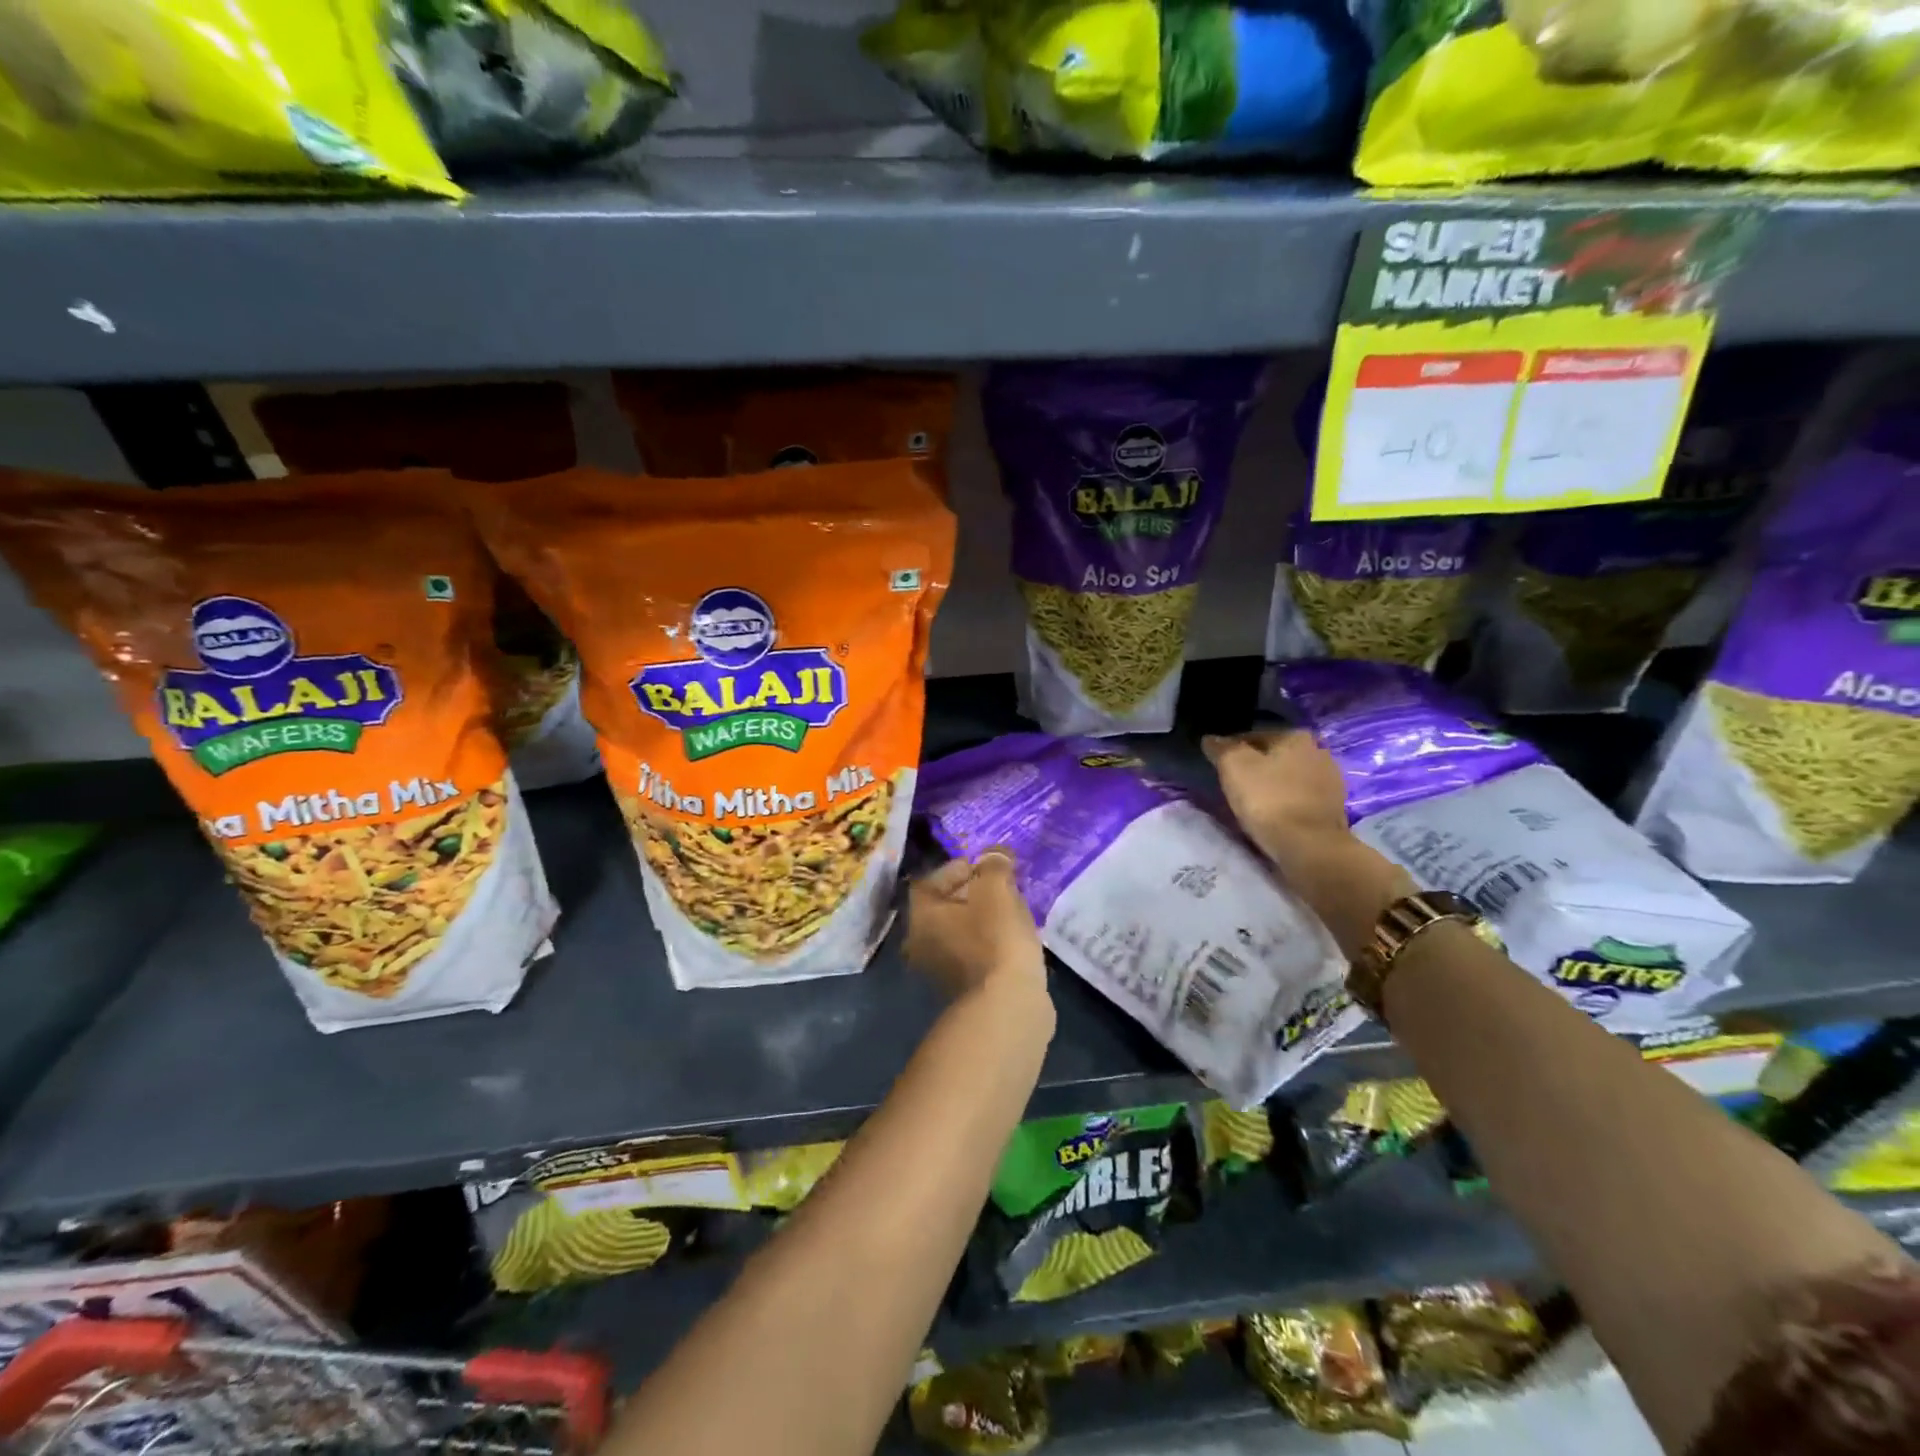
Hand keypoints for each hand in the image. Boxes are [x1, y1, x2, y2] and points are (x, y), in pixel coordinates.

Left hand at [904, 850, 1047, 1007]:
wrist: (1008, 1006)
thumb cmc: (995, 939)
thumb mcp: (997, 889)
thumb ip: (994, 864)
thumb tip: (995, 855)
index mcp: (920, 915)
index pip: (933, 878)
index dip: (962, 866)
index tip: (990, 866)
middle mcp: (920, 942)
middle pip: (946, 905)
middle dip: (975, 893)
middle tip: (1005, 887)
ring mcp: (939, 971)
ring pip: (962, 930)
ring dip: (985, 919)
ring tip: (1014, 912)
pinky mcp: (963, 990)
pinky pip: (975, 953)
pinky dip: (991, 943)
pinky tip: (1014, 940)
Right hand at [1201, 729, 1348, 862]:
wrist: (1309, 846)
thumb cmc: (1269, 800)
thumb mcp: (1234, 767)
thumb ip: (1221, 748)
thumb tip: (1211, 739)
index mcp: (1295, 736)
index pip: (1253, 735)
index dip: (1231, 749)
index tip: (1218, 765)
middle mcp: (1318, 751)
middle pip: (1275, 755)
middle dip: (1256, 765)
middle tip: (1234, 783)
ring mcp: (1330, 780)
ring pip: (1289, 776)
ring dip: (1273, 784)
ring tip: (1252, 801)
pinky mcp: (1334, 807)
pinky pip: (1300, 797)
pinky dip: (1286, 801)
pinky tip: (1273, 813)